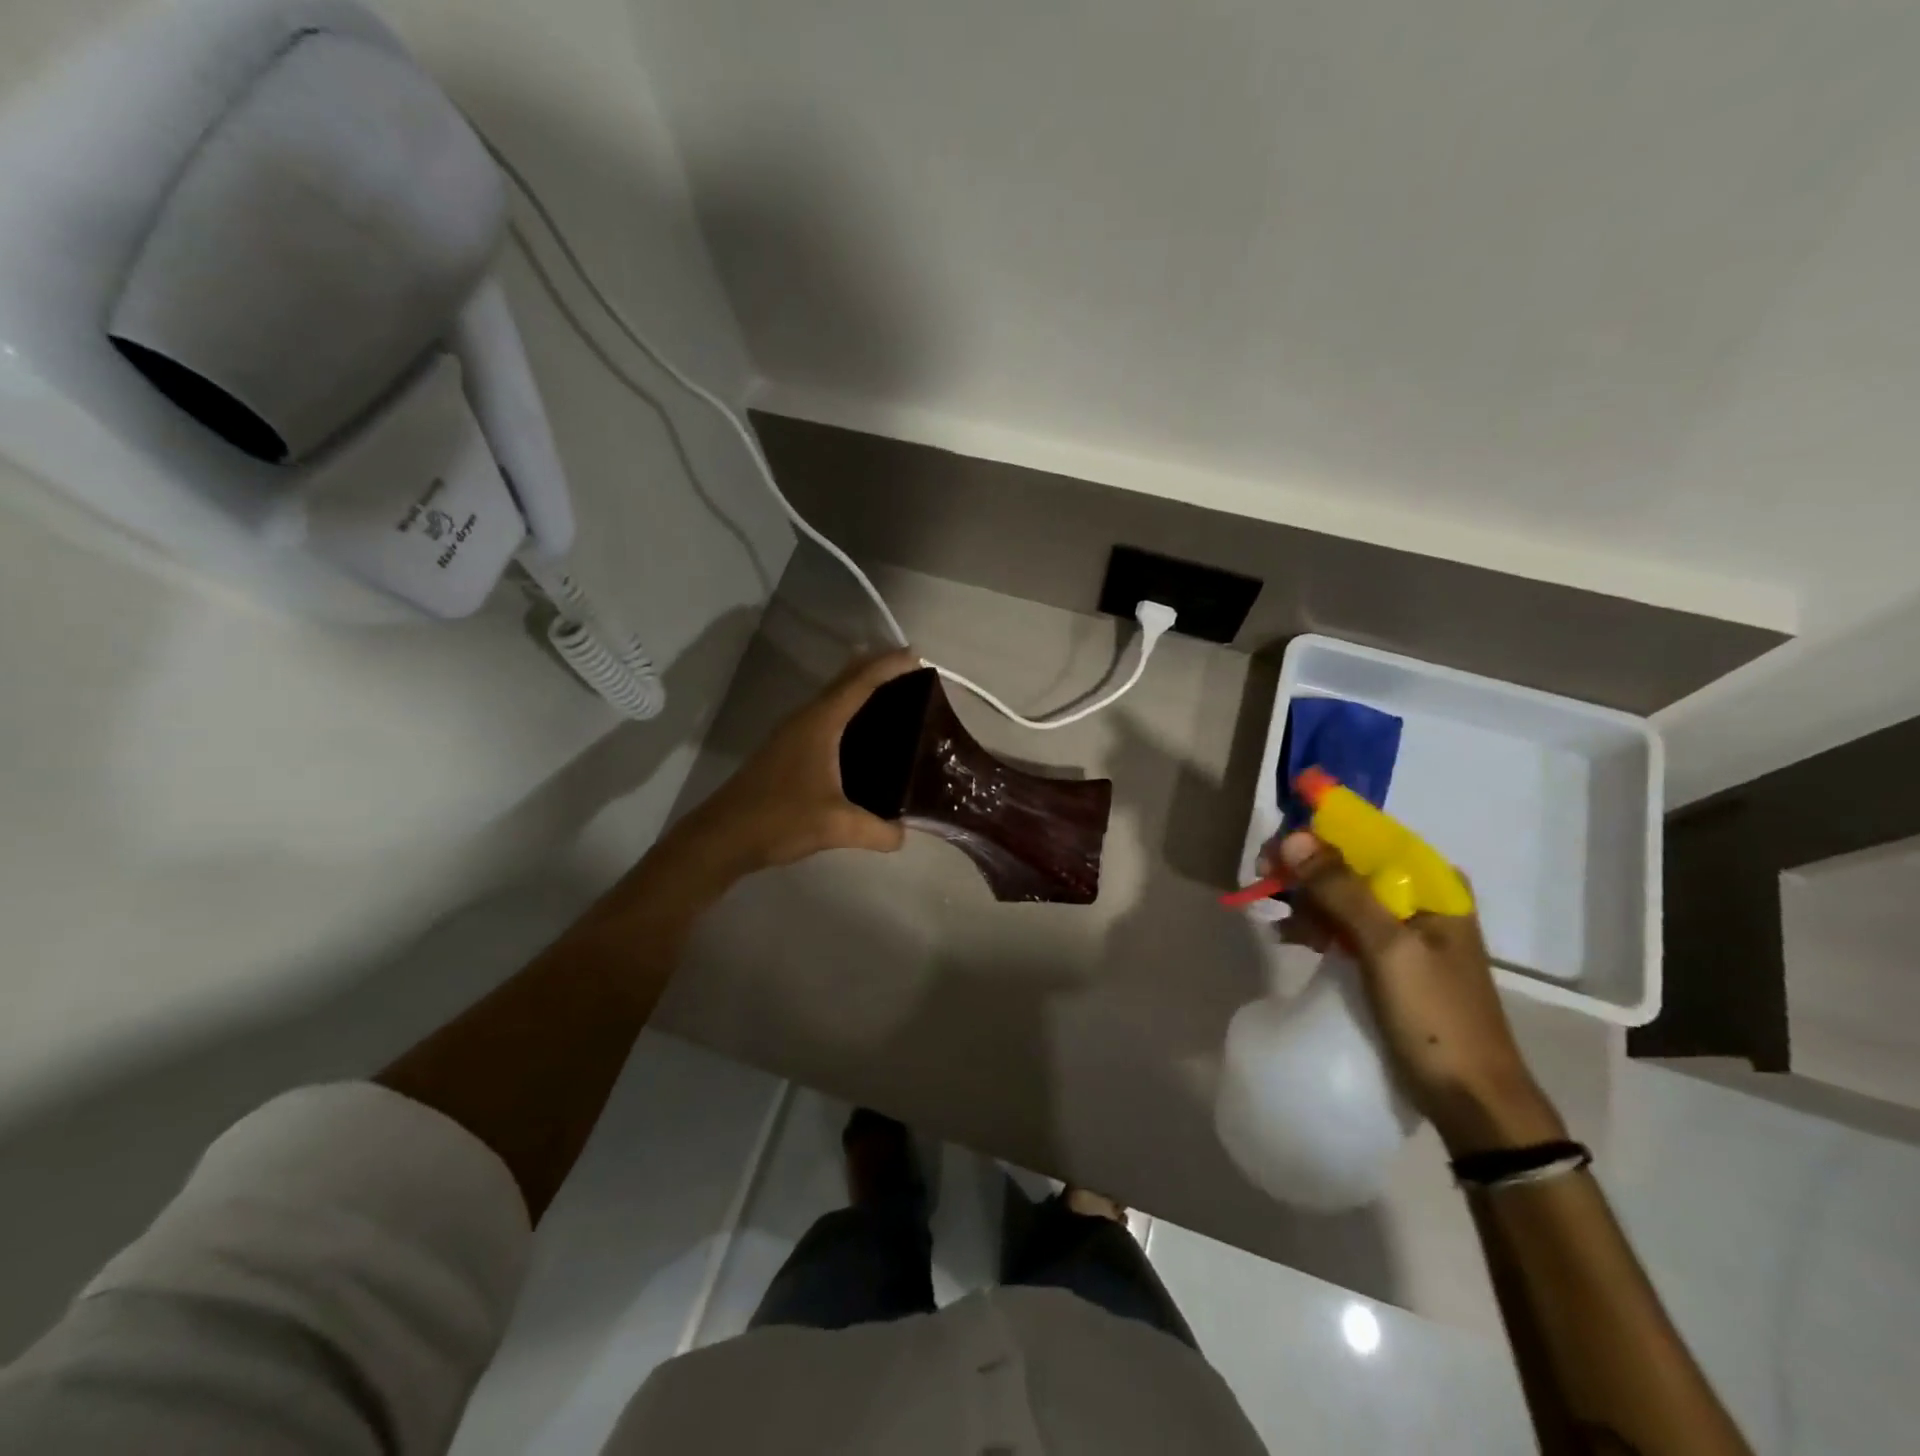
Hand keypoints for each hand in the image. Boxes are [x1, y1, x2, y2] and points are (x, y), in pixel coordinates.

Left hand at [674, 650, 920, 875]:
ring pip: (832, 696)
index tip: (917, 658)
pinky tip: (860, 731)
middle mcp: (806, 719)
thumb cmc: (779, 819)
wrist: (723, 836)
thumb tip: (903, 835)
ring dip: (859, 687)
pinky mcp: (787, 749)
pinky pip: (825, 715)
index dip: (889, 666)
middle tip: (911, 670)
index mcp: (820, 724)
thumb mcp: (836, 827)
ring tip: (893, 693)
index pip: (860, 683)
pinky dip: (847, 709)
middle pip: (845, 680)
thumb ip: (877, 831)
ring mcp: (793, 733)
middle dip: (876, 667)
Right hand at [1265, 831, 1565, 1154]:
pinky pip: (1344, 926)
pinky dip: (1316, 926)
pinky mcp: (1389, 959)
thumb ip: (1342, 890)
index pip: (1368, 838)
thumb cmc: (1435, 1018)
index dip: (1317, 837)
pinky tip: (1289, 937)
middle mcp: (1421, 899)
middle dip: (1306, 871)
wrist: (1472, 1101)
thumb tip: (1293, 837)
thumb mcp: (1387, 948)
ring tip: (1276, 918)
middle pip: (1351, 865)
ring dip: (1306, 900)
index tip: (1275, 850)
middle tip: (1264, 882)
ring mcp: (1405, 931)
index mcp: (1433, 886)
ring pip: (1343, 895)